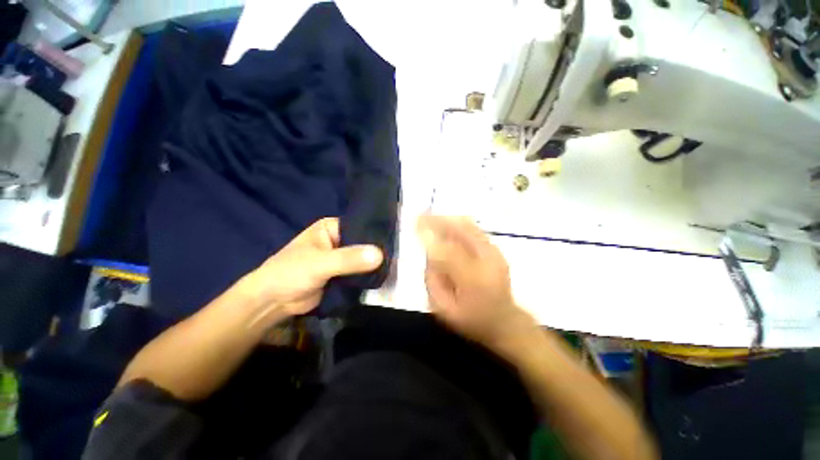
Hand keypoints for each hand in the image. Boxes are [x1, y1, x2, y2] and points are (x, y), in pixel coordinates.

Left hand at [239, 218, 382, 321]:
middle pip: (363, 244)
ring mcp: (341, 258)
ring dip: (374, 265)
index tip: (396, 242)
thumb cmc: (290, 273)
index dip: (376, 234)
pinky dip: (368, 275)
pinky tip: (384, 277)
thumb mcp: (320, 263)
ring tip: (395, 267)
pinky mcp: (342, 274)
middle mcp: (338, 240)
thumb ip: (349, 259)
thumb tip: (380, 255)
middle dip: (377, 252)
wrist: (272, 302)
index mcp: (331, 227)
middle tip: (399, 258)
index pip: (360, 227)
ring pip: (362, 259)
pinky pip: (359, 272)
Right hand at [418, 215, 533, 346]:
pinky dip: (459, 222)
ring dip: (448, 219)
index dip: (430, 236)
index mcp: (473, 280)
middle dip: (439, 220)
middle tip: (420, 215)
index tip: (414, 225)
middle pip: (461, 232)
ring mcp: (495, 253)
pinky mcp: (496, 250)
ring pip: (469, 226)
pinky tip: (447, 221)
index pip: (448, 252)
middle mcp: (487, 261)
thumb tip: (428, 254)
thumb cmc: (472, 320)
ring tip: (430, 215)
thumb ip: (432, 282)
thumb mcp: (444, 310)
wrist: (505, 322)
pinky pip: (475, 229)